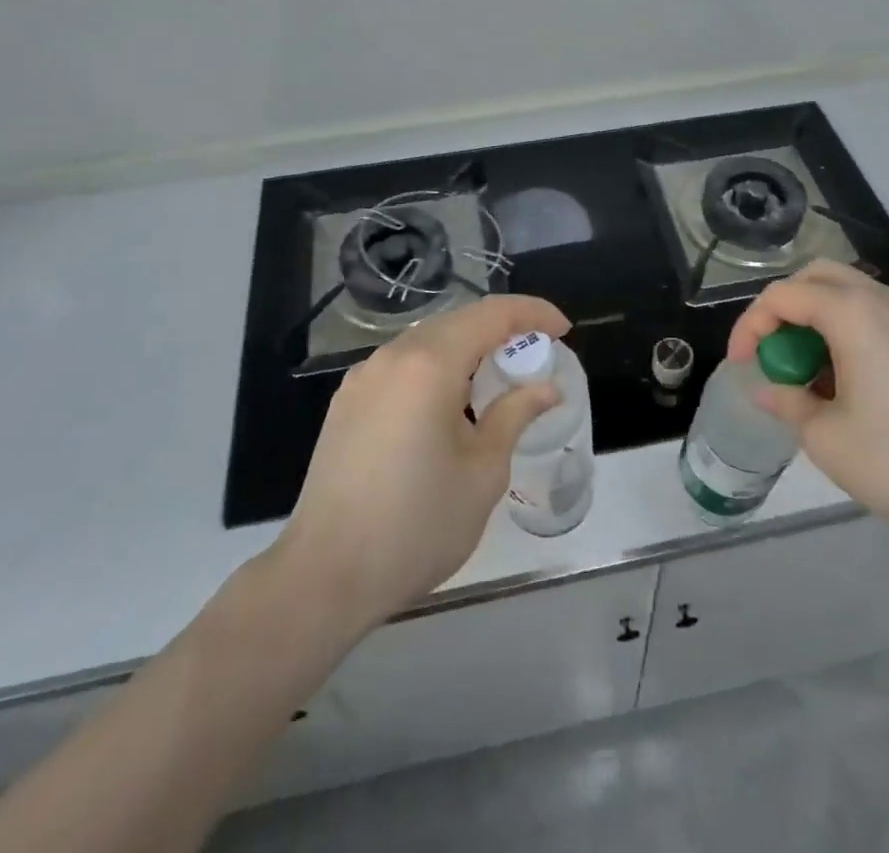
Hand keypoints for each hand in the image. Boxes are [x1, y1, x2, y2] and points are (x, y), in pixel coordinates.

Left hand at [273, 294, 570, 630]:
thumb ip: (515, 415)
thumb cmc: (417, 524)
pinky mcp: (346, 402)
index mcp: (429, 364)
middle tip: (535, 355)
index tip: (563, 330)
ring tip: (496, 378)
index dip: (532, 313)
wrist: (325, 575)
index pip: (491, 314)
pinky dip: (436, 367)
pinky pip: (402, 365)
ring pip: (427, 341)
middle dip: (502, 329)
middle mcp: (392, 356)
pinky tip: (448, 403)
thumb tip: (546, 388)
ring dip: (467, 347)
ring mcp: (363, 377)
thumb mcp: (483, 471)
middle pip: (458, 321)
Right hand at [728, 262, 888, 560]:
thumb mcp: (829, 441)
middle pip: (818, 278)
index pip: (782, 296)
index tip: (742, 367)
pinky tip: (855, 388)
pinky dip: (851, 335)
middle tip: (774, 355)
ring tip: (812, 377)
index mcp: (852, 312)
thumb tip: (770, 388)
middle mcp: (885, 301)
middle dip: (784, 310)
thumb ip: (789, 405)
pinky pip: (880, 319)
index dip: (750, 326)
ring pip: (852, 295)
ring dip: (819, 322)